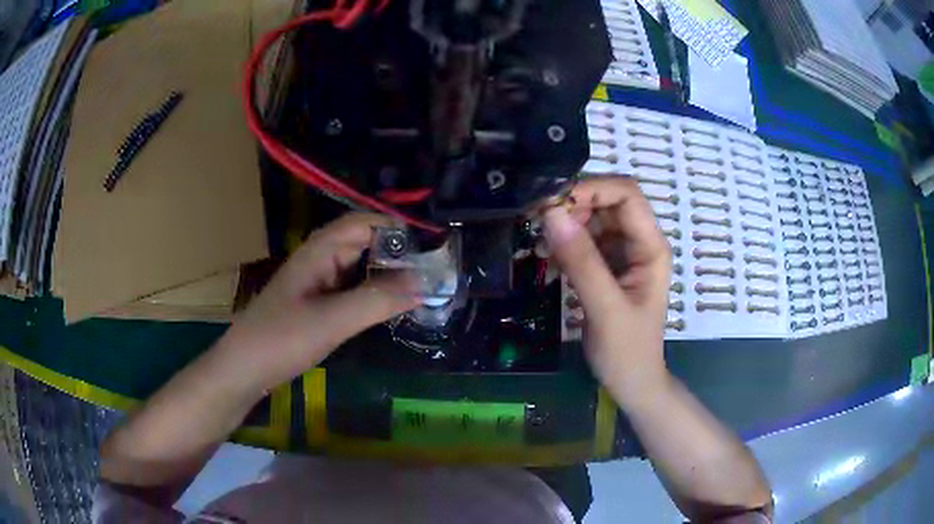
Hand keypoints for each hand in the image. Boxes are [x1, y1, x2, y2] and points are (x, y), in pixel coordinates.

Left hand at [216, 213, 419, 392]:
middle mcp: (320, 259)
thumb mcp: (331, 320)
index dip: (398, 229)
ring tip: (421, 287)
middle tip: (435, 271)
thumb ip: (377, 300)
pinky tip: (390, 306)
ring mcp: (317, 282)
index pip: (365, 223)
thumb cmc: (281, 338)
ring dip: (388, 273)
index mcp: (320, 251)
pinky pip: (352, 288)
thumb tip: (424, 283)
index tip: (433, 246)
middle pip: (365, 242)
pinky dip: (374, 292)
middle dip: (398, 252)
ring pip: (360, 267)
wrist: (244, 369)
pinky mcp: (317, 303)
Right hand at [544, 178, 671, 404]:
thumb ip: (582, 263)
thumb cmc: (627, 352)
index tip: (552, 203)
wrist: (632, 383)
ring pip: (592, 218)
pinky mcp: (606, 266)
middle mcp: (639, 242)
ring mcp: (622, 254)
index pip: (627, 195)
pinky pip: (583, 240)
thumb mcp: (605, 309)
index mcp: (651, 247)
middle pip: (607, 202)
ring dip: (565, 225)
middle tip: (538, 224)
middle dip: (573, 206)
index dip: (592, 189)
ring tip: (541, 248)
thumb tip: (551, 215)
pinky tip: (548, 259)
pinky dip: (564, 243)